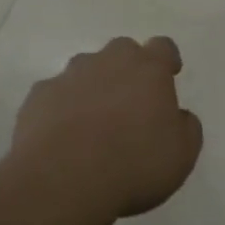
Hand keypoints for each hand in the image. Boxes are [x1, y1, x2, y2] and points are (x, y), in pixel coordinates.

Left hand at [10, 37, 203, 221]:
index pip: (162, 47)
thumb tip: (179, 116)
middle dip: (127, 69)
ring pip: (85, 69)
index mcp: (147, 69)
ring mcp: (69, 75)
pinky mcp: (38, 96)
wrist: (63, 177)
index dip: (167, 59)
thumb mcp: (181, 154)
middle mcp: (108, 61)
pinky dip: (61, 108)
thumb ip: (186, 127)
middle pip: (122, 51)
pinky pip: (55, 94)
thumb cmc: (133, 163)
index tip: (169, 74)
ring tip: (93, 124)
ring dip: (93, 87)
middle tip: (130, 102)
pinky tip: (62, 137)